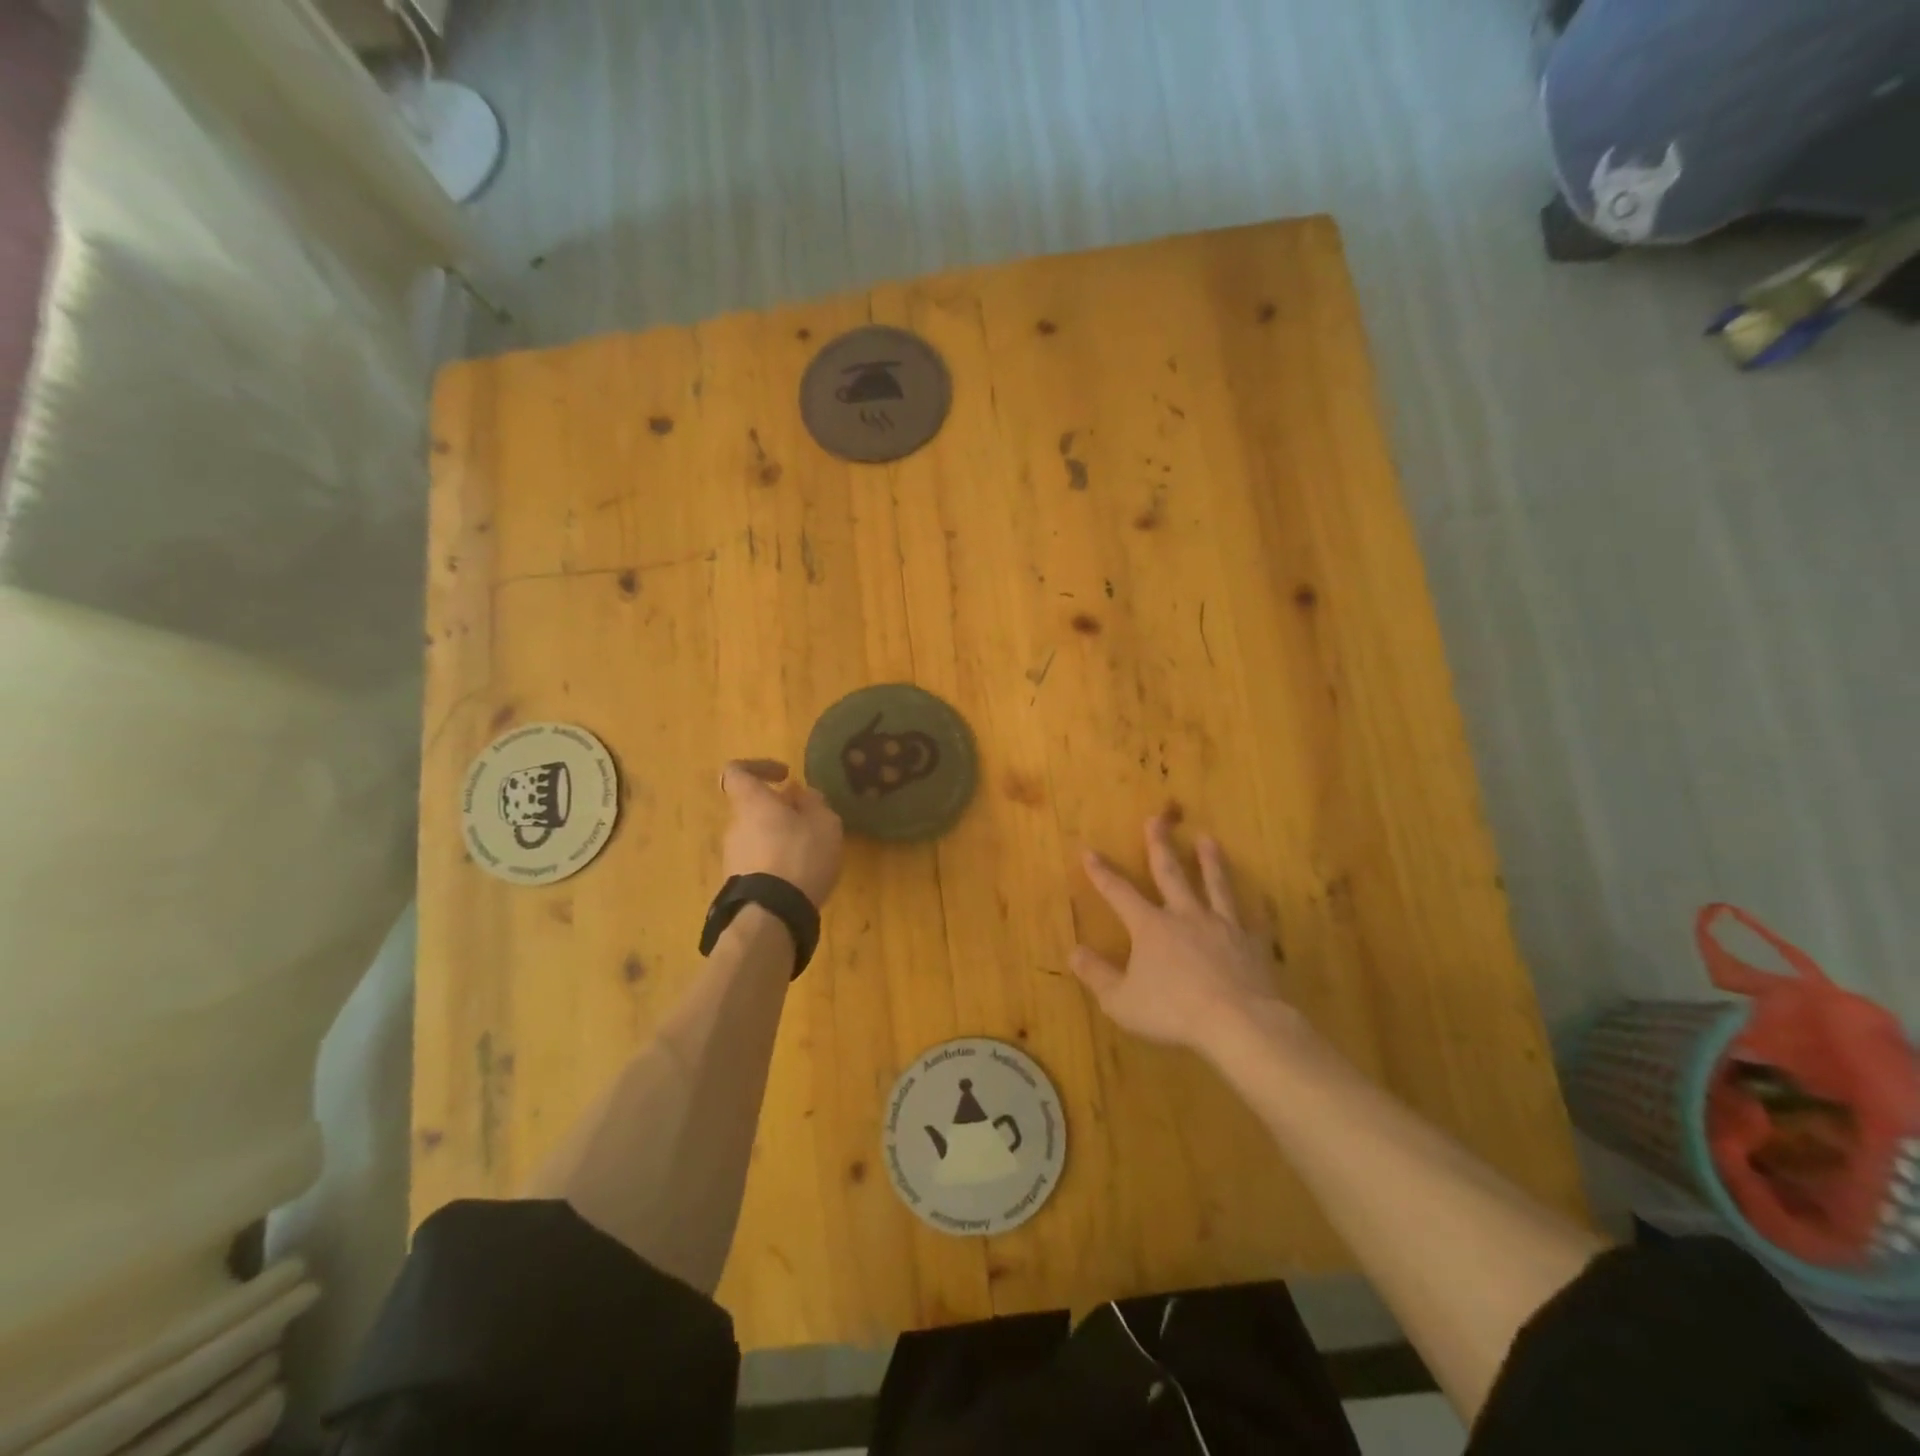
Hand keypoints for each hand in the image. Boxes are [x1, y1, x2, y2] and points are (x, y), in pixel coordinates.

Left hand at [721, 760, 843, 907]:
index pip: (736, 772)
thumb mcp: (824, 823)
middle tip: (811, 822)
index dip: (759, 767)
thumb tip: (798, 793)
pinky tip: (799, 876)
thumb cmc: (800, 857)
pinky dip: (776, 862)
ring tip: (810, 853)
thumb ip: (813, 803)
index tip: (785, 776)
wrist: (772, 915)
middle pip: (753, 807)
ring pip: (756, 835)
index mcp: (752, 803)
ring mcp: (732, 856)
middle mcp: (734, 826)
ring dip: (780, 838)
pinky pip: (757, 861)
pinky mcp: (737, 883)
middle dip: (781, 811)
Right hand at [1071, 815, 1297, 1056]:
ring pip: (1214, 887)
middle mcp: (1186, 916)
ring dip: (1210, 862)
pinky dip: (1257, 911)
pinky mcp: (1253, 945)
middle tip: (1157, 818)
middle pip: (1170, 873)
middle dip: (1160, 845)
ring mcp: (1222, 927)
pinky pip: (1255, 923)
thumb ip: (1097, 975)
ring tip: (1208, 840)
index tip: (1089, 850)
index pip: (1119, 892)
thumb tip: (1075, 951)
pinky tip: (1262, 902)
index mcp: (1151, 927)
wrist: (1238, 1023)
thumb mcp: (1121, 1001)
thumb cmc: (1173, 1012)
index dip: (1102, 873)